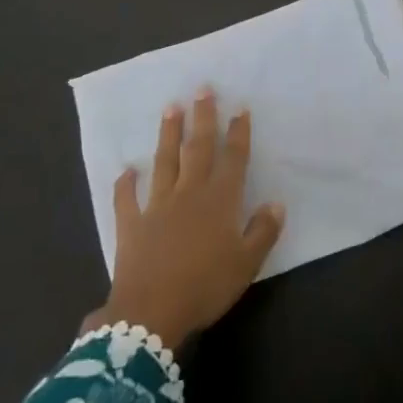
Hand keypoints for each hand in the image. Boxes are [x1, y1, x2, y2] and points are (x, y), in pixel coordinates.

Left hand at [83, 90, 284, 349]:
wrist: (150, 313)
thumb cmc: (205, 287)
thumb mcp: (246, 264)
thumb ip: (262, 231)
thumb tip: (276, 203)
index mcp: (219, 201)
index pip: (233, 158)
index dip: (238, 132)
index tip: (240, 107)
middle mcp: (189, 193)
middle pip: (198, 149)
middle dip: (203, 118)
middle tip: (203, 89)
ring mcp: (157, 206)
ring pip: (164, 162)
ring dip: (168, 134)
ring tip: (171, 108)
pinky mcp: (132, 224)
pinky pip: (127, 199)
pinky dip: (125, 184)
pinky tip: (126, 171)